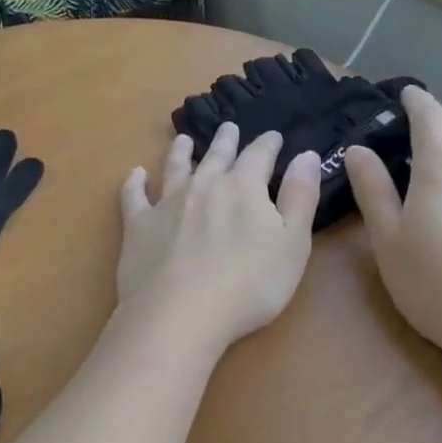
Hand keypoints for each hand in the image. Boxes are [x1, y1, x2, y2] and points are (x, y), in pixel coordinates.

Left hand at [117, 122, 320, 353]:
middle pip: (216, 156)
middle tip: (228, 128)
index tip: (274, 136)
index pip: (259, 156)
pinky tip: (135, 175)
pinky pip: (134, 197)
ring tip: (183, 139)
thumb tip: (307, 155)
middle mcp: (203, 186)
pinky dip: (134, 183)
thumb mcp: (292, 243)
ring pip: (174, 168)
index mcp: (242, 187)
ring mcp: (166, 204)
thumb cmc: (249, 285)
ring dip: (180, 152)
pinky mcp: (138, 226)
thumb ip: (300, 197)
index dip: (268, 144)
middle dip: (225, 141)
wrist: (180, 314)